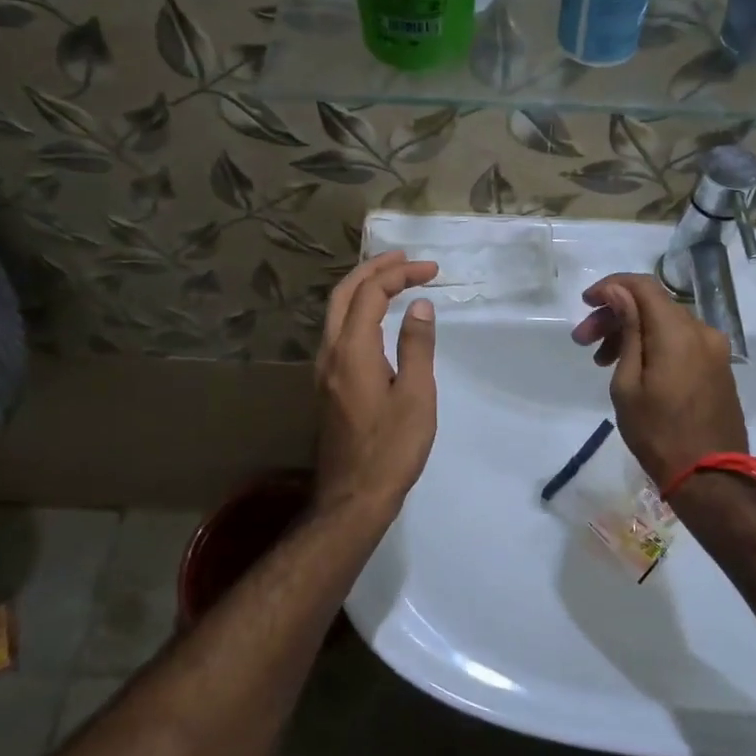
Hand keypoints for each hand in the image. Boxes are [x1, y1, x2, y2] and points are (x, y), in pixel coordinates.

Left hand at [314, 251, 439, 519]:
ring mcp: (324, 369)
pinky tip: (377, 318)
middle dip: (373, 269)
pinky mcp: (327, 384)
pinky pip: (338, 331)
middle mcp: (330, 352)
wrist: (353, 496)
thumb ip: (416, 346)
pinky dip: (358, 310)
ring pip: (336, 312)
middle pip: (344, 294)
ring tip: (392, 279)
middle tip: (404, 259)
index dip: (399, 274)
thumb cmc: (392, 447)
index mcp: (352, 349)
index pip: (371, 293)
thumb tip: (418, 306)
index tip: (431, 270)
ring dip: (362, 288)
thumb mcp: (416, 395)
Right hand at [570, 273, 747, 485]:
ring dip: (633, 332)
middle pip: (653, 305)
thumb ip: (627, 331)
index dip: (612, 287)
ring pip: (666, 324)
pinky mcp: (718, 368)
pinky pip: (681, 342)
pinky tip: (633, 369)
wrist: (711, 478)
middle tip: (583, 341)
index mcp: (678, 332)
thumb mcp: (628, 383)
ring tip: (602, 361)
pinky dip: (654, 345)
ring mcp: (714, 350)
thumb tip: (619, 294)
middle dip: (616, 315)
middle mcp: (702, 331)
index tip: (586, 303)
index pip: (643, 286)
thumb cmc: (658, 433)